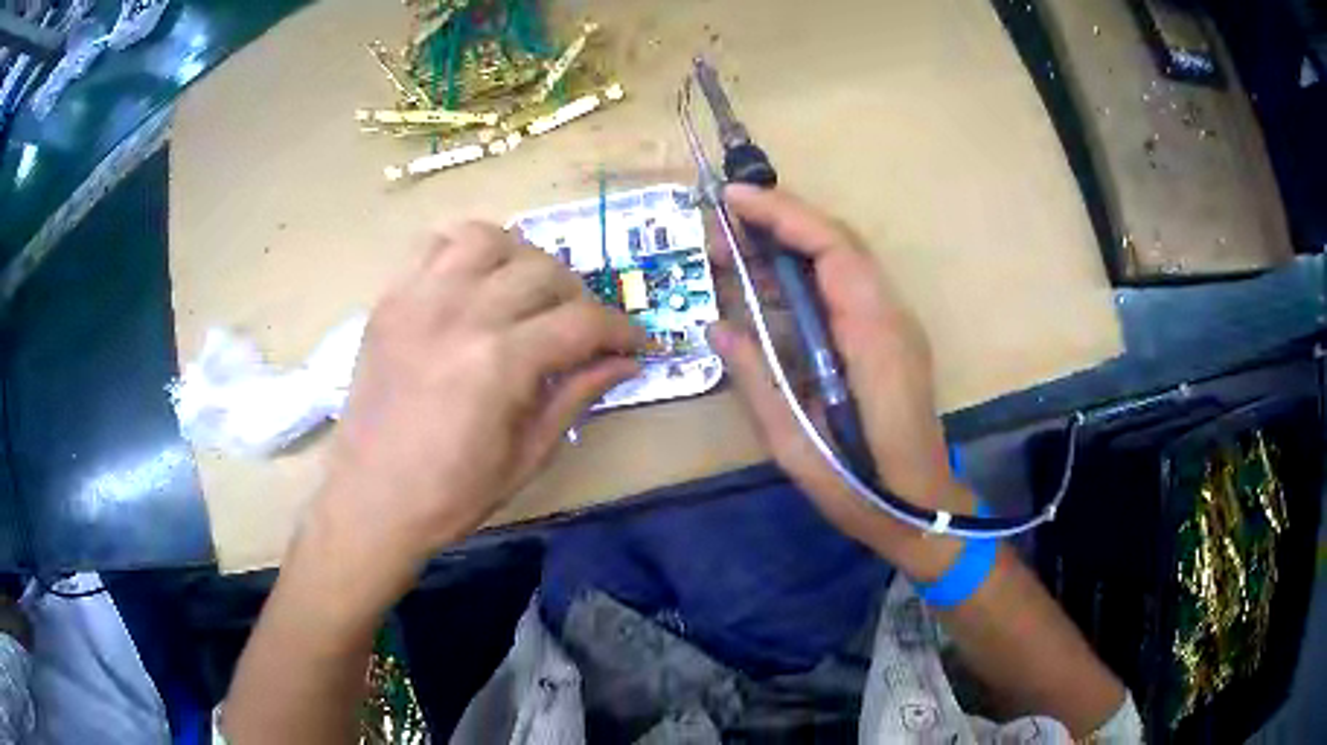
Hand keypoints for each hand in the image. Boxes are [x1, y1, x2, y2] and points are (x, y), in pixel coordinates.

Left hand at [316, 222, 641, 574]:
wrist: (370, 501)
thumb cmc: (451, 494)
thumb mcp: (527, 457)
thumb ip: (577, 397)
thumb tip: (625, 362)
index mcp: (500, 364)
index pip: (582, 322)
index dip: (622, 331)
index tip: (637, 344)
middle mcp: (461, 314)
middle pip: (543, 271)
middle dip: (579, 297)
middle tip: (582, 329)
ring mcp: (419, 299)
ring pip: (490, 239)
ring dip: (523, 259)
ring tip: (527, 293)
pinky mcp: (391, 299)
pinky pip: (434, 242)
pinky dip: (465, 249)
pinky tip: (476, 279)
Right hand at [707, 185, 971, 578]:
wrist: (923, 513)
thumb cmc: (862, 489)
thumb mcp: (796, 444)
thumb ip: (757, 379)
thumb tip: (717, 325)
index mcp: (873, 339)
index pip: (833, 249)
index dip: (783, 214)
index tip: (731, 199)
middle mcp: (891, 318)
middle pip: (840, 243)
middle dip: (778, 223)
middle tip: (718, 233)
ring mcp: (896, 326)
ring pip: (844, 262)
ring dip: (788, 247)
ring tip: (731, 255)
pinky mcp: (891, 339)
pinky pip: (846, 288)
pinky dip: (804, 275)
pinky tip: (767, 290)